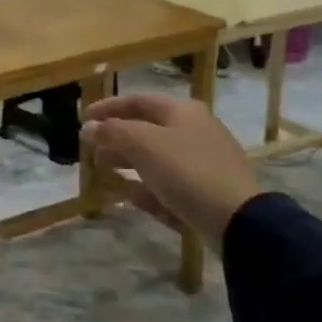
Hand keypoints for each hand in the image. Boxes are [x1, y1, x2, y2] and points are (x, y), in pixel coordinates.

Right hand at [80, 92, 262, 243]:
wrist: (238, 221)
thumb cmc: (187, 171)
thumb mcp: (143, 145)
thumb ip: (112, 131)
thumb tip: (88, 127)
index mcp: (182, 111)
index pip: (137, 100)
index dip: (107, 107)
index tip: (82, 119)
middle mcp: (194, 131)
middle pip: (146, 129)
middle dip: (116, 138)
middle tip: (91, 149)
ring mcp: (202, 162)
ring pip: (155, 158)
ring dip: (127, 162)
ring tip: (104, 171)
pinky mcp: (206, 192)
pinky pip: (168, 184)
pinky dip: (146, 186)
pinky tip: (130, 196)